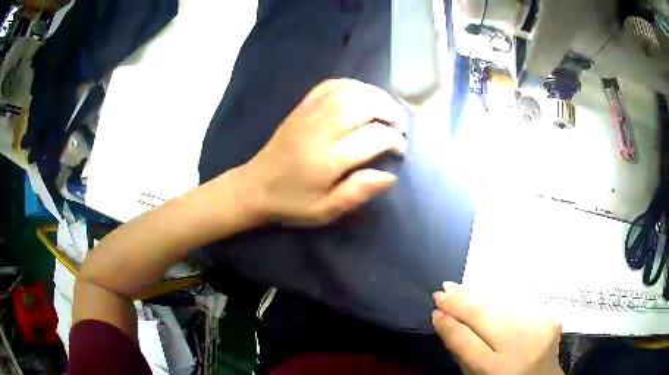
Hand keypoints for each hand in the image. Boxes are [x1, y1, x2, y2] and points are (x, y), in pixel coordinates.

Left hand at [238, 79, 407, 224]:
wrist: (254, 186)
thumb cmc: (291, 202)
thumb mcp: (325, 211)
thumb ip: (357, 193)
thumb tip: (390, 176)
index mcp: (328, 159)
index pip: (373, 137)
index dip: (394, 140)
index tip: (401, 150)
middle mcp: (320, 129)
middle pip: (364, 106)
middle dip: (390, 112)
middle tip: (401, 125)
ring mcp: (309, 114)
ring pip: (350, 91)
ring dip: (376, 96)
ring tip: (389, 109)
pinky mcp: (301, 107)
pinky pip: (330, 85)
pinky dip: (352, 85)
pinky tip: (363, 94)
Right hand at [432, 283, 563, 374]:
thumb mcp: (477, 374)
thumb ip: (460, 350)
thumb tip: (443, 320)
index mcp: (497, 370)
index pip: (466, 341)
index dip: (450, 324)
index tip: (435, 310)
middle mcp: (521, 347)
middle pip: (486, 317)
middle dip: (461, 302)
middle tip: (442, 291)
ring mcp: (539, 329)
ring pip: (503, 305)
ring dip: (479, 296)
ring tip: (459, 288)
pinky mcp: (551, 317)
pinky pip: (519, 303)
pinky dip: (500, 299)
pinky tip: (487, 295)